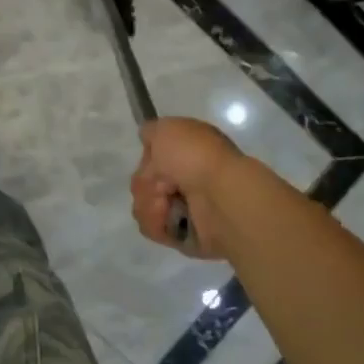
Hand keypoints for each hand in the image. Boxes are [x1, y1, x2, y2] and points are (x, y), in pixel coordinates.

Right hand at [130, 117, 245, 260]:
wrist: (220, 197)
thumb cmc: (196, 157)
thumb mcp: (168, 129)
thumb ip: (152, 131)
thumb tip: (147, 138)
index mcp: (190, 152)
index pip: (153, 156)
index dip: (148, 157)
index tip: (154, 158)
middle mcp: (187, 178)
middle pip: (143, 181)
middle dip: (146, 182)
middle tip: (164, 184)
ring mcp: (184, 207)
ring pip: (143, 204)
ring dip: (150, 202)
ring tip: (167, 203)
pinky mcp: (181, 235)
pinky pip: (152, 227)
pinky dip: (156, 221)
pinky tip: (168, 217)